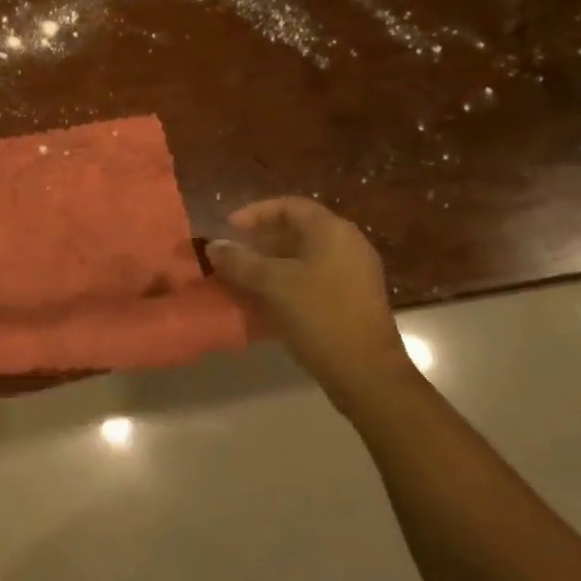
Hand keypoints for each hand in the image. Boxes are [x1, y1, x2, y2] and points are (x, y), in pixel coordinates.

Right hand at [208, 198, 405, 391]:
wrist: (366, 373)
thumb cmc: (318, 316)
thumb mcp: (272, 285)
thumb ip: (239, 262)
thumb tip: (213, 246)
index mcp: (332, 231)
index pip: (289, 206)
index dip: (255, 213)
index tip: (229, 228)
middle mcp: (348, 244)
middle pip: (298, 230)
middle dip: (262, 239)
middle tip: (234, 253)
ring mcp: (355, 273)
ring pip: (305, 256)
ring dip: (272, 262)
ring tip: (244, 277)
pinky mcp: (355, 299)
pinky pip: (315, 277)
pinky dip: (289, 280)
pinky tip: (267, 300)